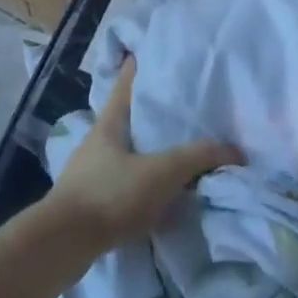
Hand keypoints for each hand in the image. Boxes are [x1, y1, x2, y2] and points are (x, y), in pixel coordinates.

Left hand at [45, 56, 241, 252]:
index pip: (126, 83)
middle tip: (180, 109)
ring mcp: (90, 173)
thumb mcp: (161, 172)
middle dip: (150, 113)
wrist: (63, 245)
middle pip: (127, 118)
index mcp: (110, 122)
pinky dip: (142, 185)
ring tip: (177, 153)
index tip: (151, 52)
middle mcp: (98, 142)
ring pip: (126, 153)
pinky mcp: (89, 204)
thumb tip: (234, 150)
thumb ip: (197, 158)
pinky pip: (123, 185)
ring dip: (148, 153)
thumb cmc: (110, 194)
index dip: (137, 66)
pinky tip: (161, 197)